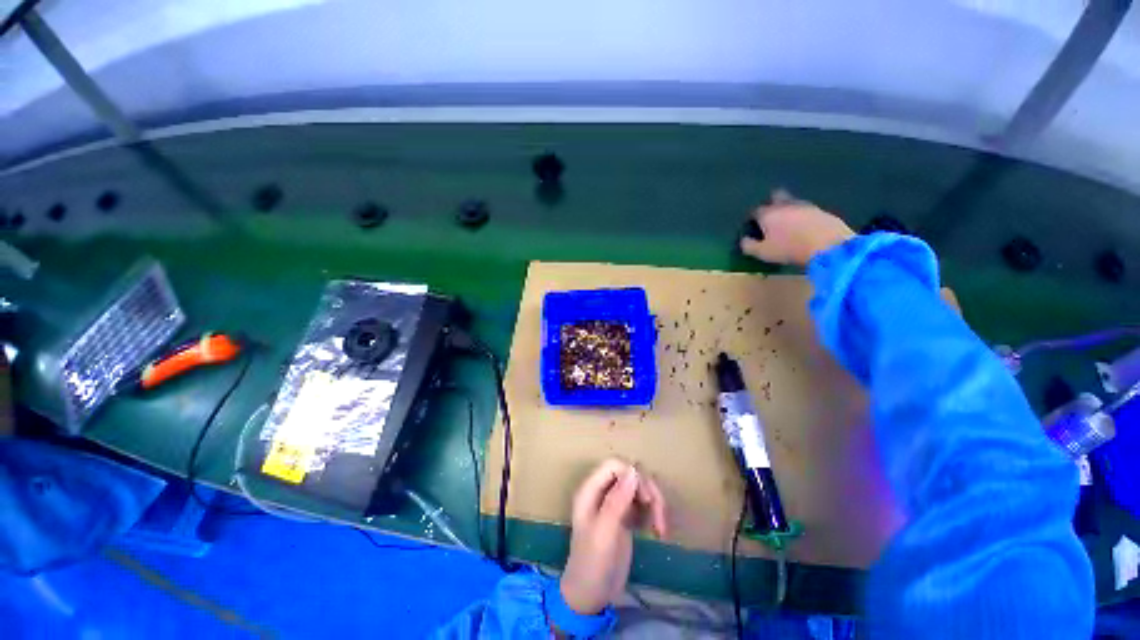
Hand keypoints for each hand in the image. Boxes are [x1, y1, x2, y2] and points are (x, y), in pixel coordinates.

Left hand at [559, 459, 668, 615]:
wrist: (590, 597)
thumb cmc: (592, 563)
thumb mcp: (604, 532)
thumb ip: (617, 500)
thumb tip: (634, 470)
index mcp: (590, 490)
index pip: (614, 465)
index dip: (632, 475)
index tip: (645, 498)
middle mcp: (602, 492)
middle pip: (630, 474)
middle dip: (648, 490)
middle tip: (658, 516)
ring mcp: (614, 504)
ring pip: (639, 487)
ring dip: (654, 503)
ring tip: (661, 528)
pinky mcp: (625, 517)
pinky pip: (643, 503)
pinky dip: (653, 513)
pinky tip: (658, 531)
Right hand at [739, 189, 854, 266]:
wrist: (829, 246)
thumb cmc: (789, 249)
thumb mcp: (763, 252)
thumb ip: (749, 246)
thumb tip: (744, 240)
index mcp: (768, 214)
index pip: (755, 211)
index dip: (752, 218)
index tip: (752, 227)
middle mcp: (786, 205)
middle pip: (776, 196)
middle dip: (771, 203)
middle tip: (770, 216)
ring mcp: (806, 206)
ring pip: (793, 203)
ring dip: (788, 210)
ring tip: (787, 224)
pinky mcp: (822, 212)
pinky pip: (807, 211)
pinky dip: (803, 217)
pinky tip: (803, 227)